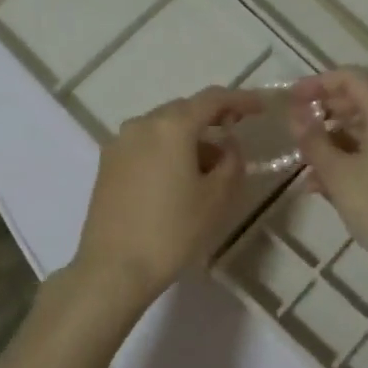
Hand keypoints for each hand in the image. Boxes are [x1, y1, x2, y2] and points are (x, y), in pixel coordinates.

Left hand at [71, 86, 264, 305]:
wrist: (113, 268)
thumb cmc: (172, 231)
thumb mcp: (216, 198)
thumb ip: (231, 161)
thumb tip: (228, 144)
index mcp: (171, 126)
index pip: (212, 99)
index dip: (240, 99)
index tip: (260, 108)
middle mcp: (142, 124)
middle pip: (184, 110)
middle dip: (212, 119)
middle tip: (235, 136)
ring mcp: (119, 143)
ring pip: (163, 128)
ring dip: (188, 138)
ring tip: (208, 167)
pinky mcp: (107, 164)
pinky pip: (145, 144)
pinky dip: (166, 150)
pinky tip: (177, 178)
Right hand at [289, 70, 367, 281]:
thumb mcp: (338, 174)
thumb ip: (313, 140)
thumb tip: (296, 116)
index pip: (350, 79)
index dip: (317, 83)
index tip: (290, 98)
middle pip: (361, 101)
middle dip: (325, 112)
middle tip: (296, 129)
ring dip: (335, 139)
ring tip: (305, 164)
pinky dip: (353, 157)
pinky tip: (326, 184)